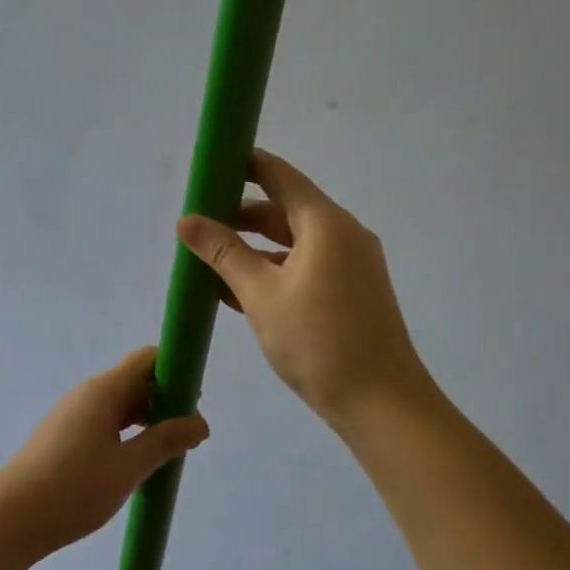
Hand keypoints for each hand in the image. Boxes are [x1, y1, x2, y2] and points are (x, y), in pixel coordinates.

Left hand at [0, 348, 209, 558]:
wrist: (11, 518)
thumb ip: (165, 442)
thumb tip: (201, 423)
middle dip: (166, 399)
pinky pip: (105, 420)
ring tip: (169, 450)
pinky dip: (127, 431)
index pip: (147, 359)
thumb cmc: (73, 489)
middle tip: (190, 433)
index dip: (175, 370)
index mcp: (104, 390)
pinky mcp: (65, 434)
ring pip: (120, 403)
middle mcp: (88, 393)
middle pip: (135, 380)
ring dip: (148, 418)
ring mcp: (74, 413)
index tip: (196, 400)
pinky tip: (137, 460)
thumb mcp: (128, 468)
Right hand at [178, 149, 434, 432]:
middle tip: (198, 220)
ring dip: (253, 244)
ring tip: (209, 255)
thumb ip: (223, 253)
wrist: (383, 405)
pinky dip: (273, 267)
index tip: (208, 166)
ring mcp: (351, 263)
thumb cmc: (319, 341)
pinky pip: (305, 264)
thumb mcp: (261, 294)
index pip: (279, 175)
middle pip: (285, 207)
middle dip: (240, 212)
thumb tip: (186, 220)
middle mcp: (343, 234)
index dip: (243, 164)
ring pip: (293, 239)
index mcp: (325, 223)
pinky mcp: (352, 290)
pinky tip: (237, 287)